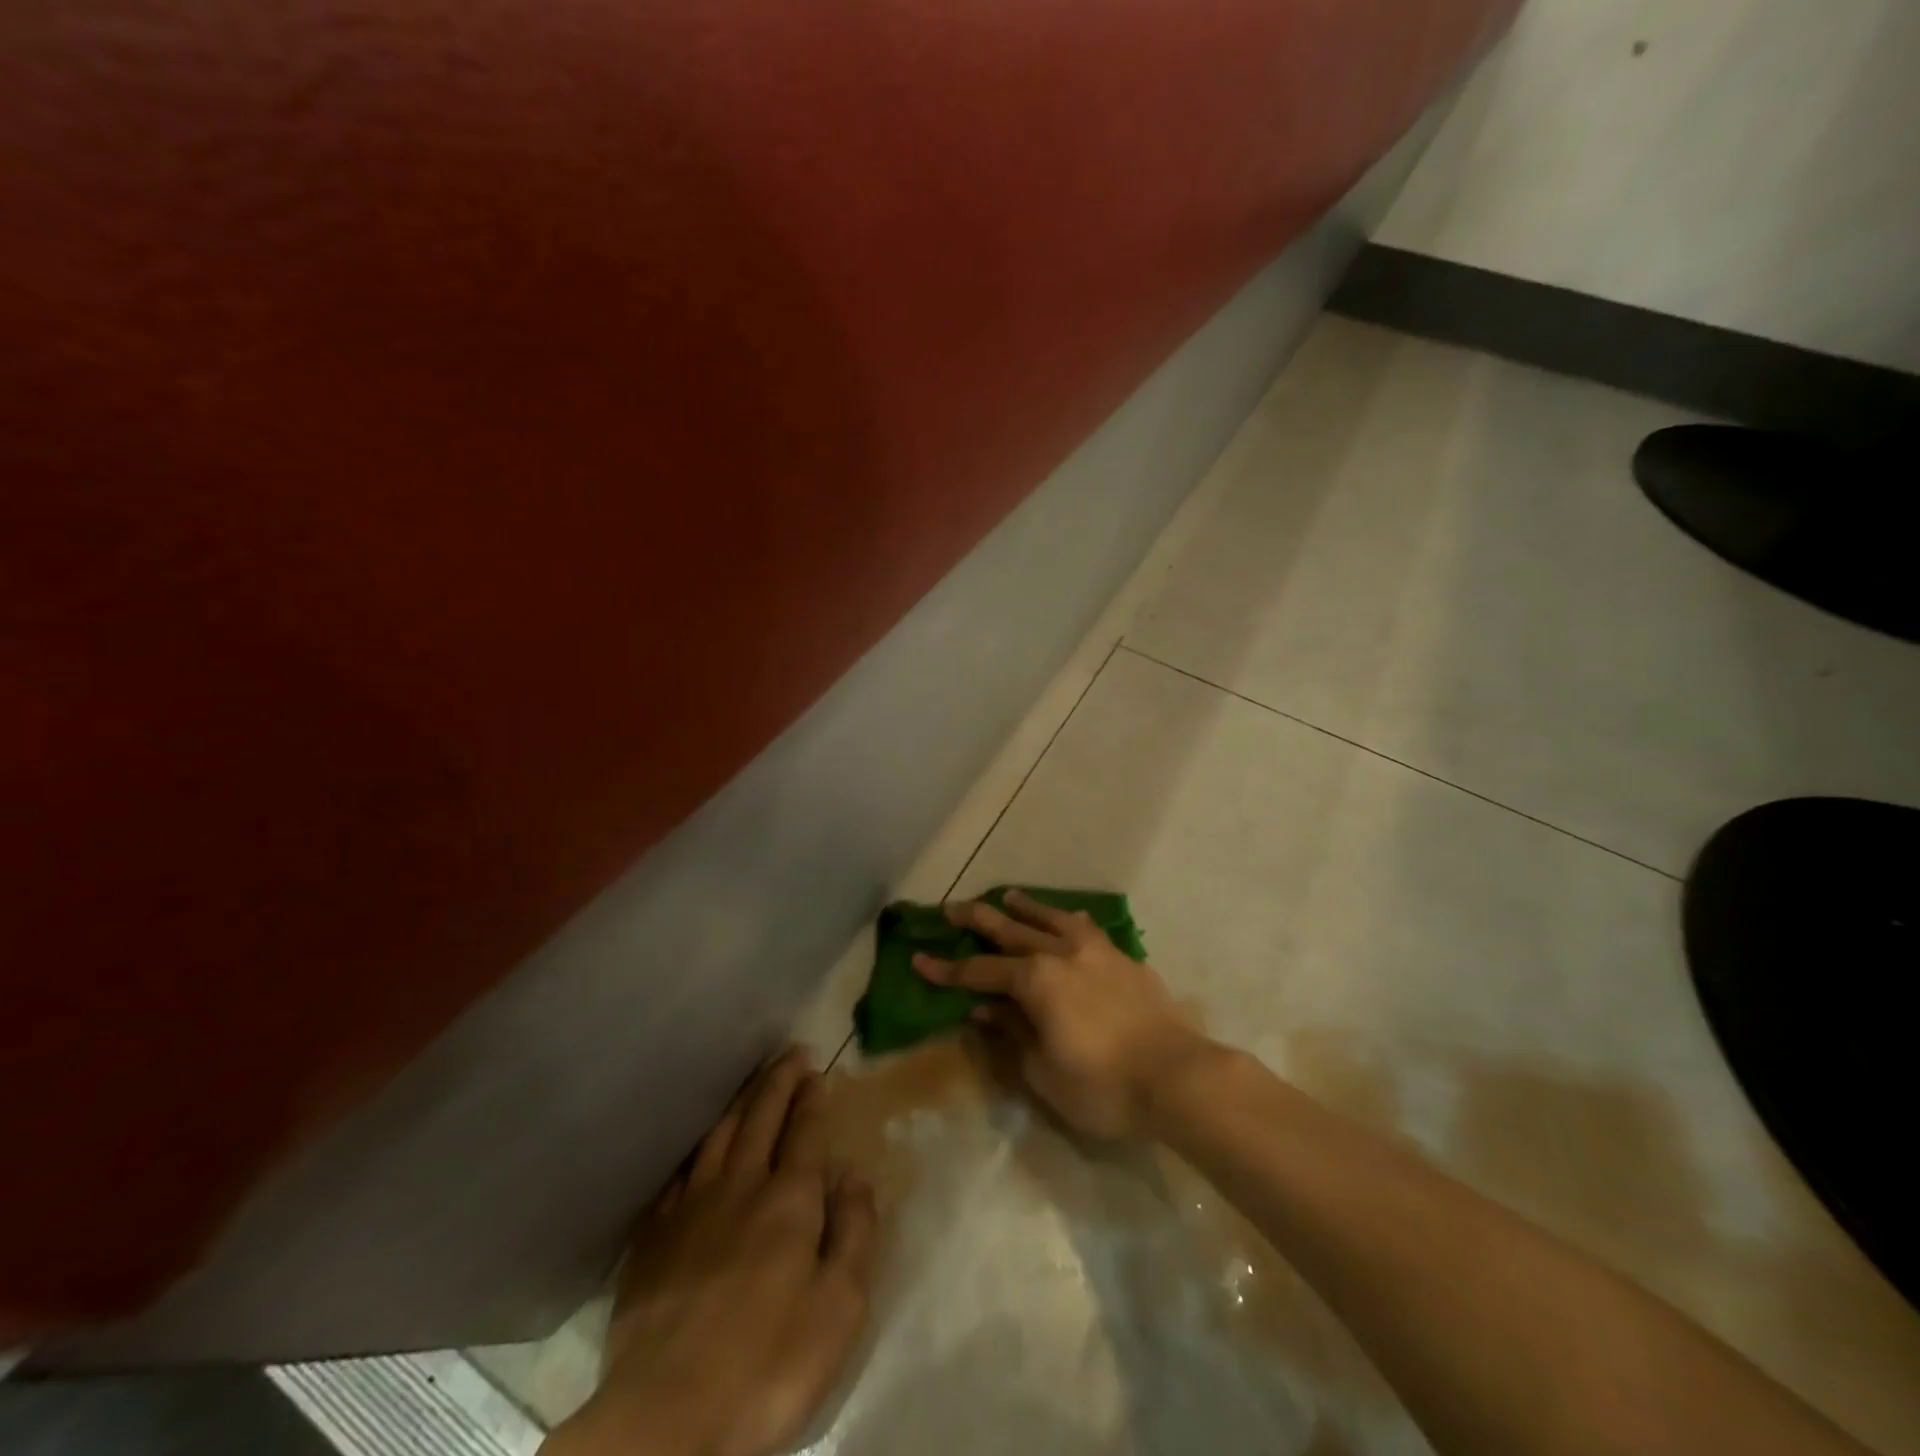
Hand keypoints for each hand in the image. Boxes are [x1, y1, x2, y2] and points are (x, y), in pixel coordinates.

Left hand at [546, 1049, 878, 1455]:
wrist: (665, 1420)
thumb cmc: (768, 1366)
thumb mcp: (840, 1308)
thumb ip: (855, 1233)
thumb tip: (854, 1176)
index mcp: (789, 1200)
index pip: (804, 1131)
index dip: (812, 1098)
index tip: (817, 1072)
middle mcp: (740, 1186)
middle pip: (761, 1118)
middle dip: (779, 1081)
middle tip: (791, 1054)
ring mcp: (690, 1208)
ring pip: (718, 1135)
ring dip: (740, 1102)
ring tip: (753, 1084)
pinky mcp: (652, 1238)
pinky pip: (680, 1172)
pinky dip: (697, 1146)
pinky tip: (700, 1146)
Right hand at [914, 890, 1211, 1139]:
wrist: (1178, 1077)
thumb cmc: (1104, 1086)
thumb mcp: (1045, 1072)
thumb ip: (1013, 1034)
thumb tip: (985, 1010)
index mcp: (1036, 981)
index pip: (979, 972)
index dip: (947, 969)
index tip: (919, 959)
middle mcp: (1061, 954)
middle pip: (1011, 931)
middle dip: (978, 920)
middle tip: (952, 907)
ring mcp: (1096, 951)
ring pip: (1051, 919)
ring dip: (1025, 907)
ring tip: (1007, 896)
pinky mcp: (1123, 958)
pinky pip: (1087, 928)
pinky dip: (1067, 920)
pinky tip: (1067, 919)